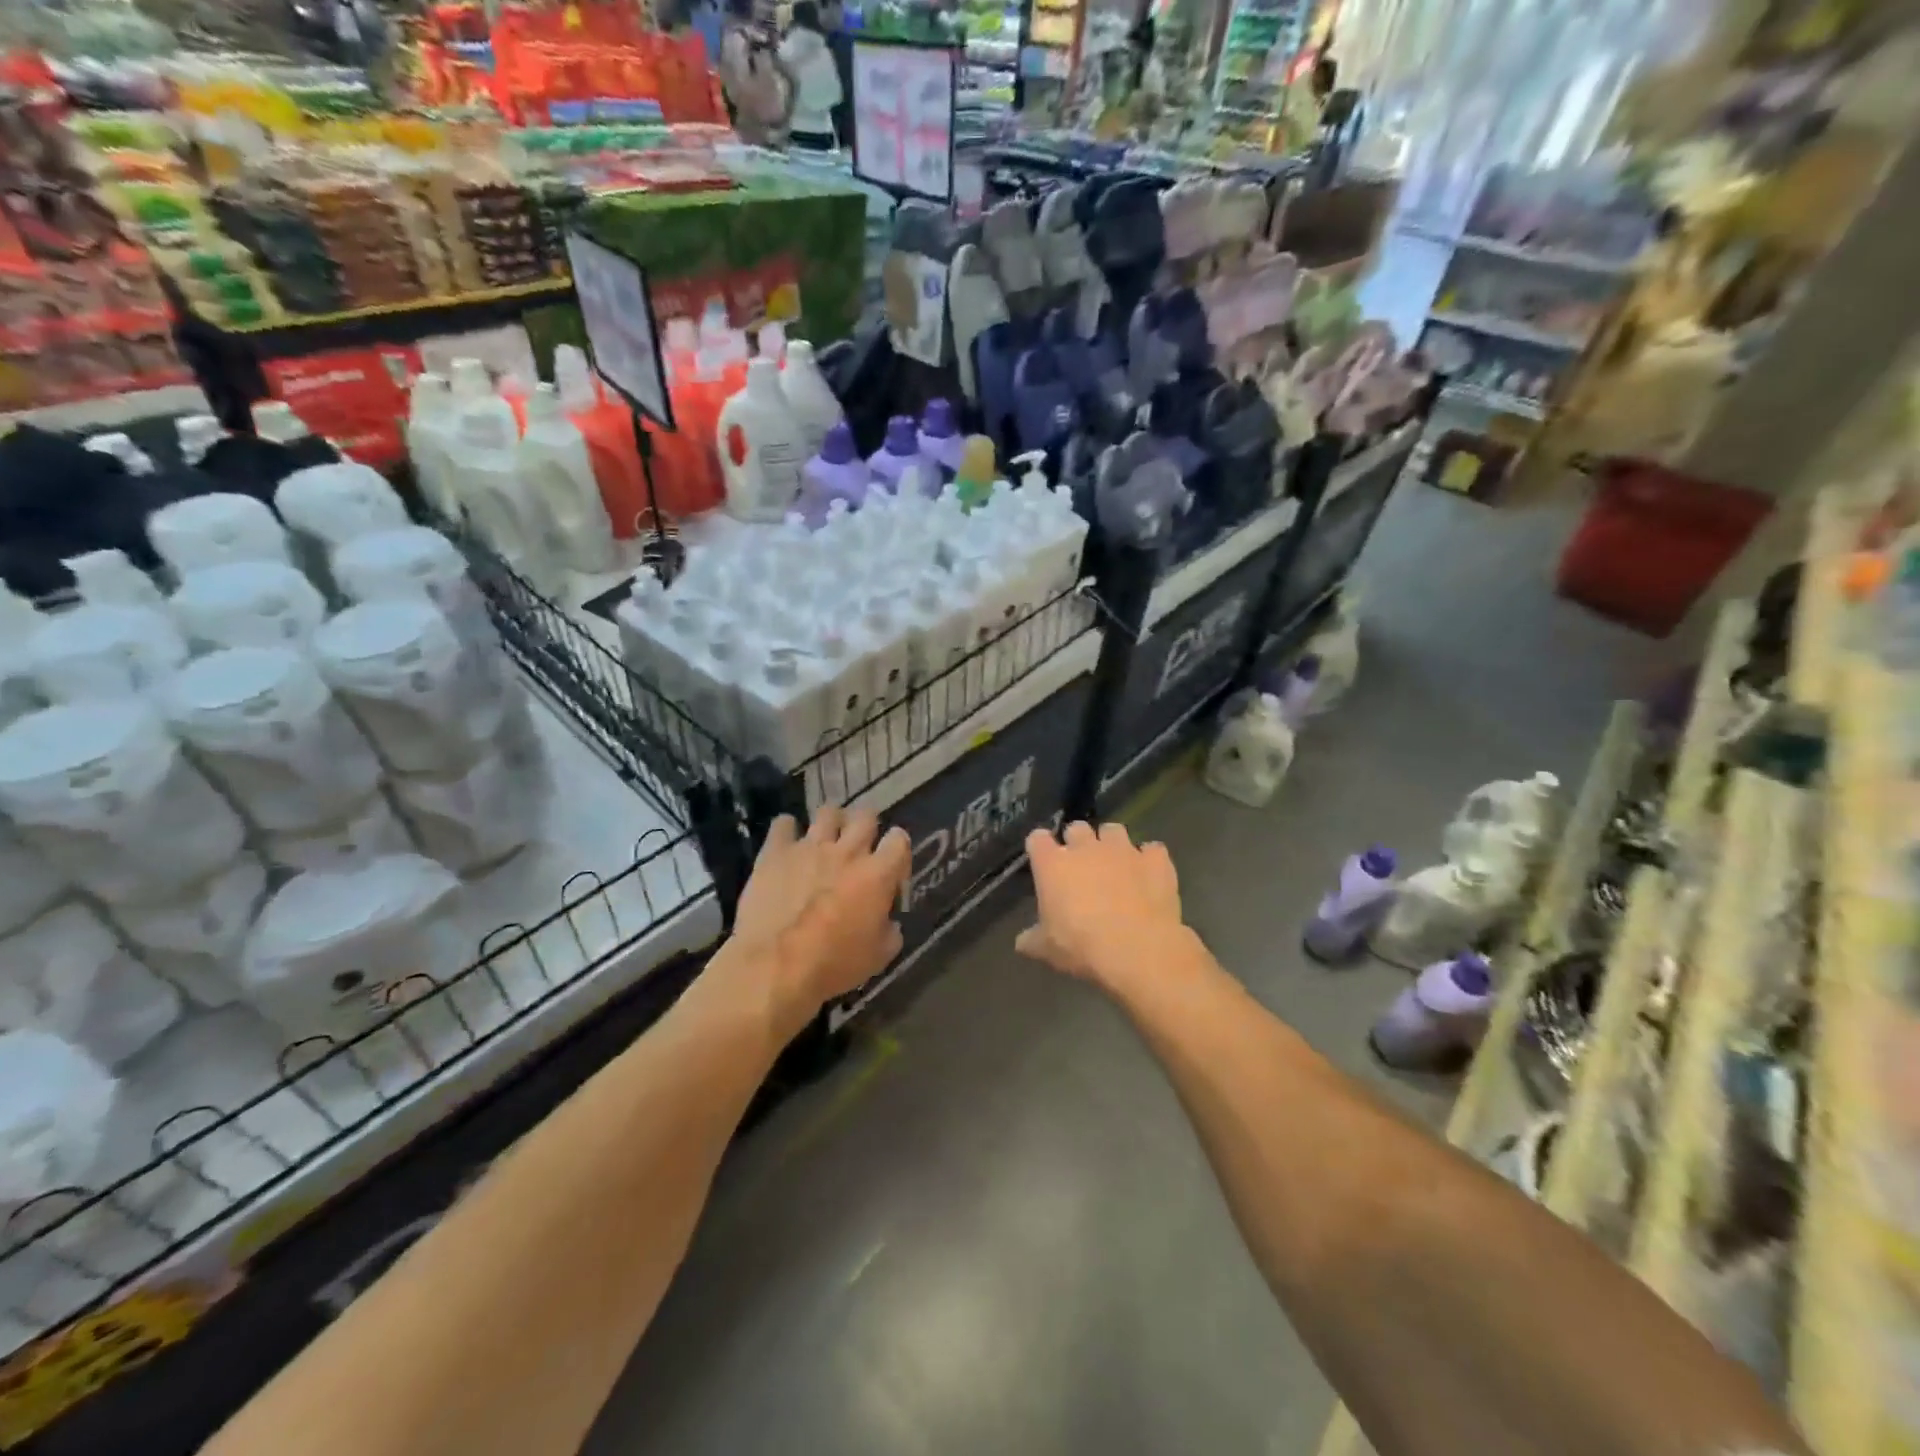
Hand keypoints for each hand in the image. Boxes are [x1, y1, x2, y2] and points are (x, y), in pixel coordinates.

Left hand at [731, 807, 910, 1024]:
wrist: (775, 966)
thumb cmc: (833, 965)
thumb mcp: (879, 956)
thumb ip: (890, 931)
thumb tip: (888, 922)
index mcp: (878, 874)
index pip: (900, 840)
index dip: (897, 850)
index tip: (891, 866)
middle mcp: (847, 851)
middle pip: (866, 816)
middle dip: (866, 827)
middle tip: (859, 846)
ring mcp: (810, 847)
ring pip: (828, 812)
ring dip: (831, 822)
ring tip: (825, 838)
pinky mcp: (776, 852)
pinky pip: (783, 824)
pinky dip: (787, 830)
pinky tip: (786, 843)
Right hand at [1016, 821, 1184, 986]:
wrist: (1138, 949)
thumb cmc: (1082, 947)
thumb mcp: (1048, 950)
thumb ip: (1033, 940)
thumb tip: (1022, 942)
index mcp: (1053, 864)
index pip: (1037, 839)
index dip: (1040, 847)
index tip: (1042, 859)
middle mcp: (1086, 848)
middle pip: (1076, 828)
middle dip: (1077, 841)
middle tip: (1081, 865)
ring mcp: (1123, 850)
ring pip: (1114, 830)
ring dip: (1112, 844)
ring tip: (1116, 864)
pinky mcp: (1155, 860)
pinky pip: (1152, 850)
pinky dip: (1150, 860)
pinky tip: (1150, 875)